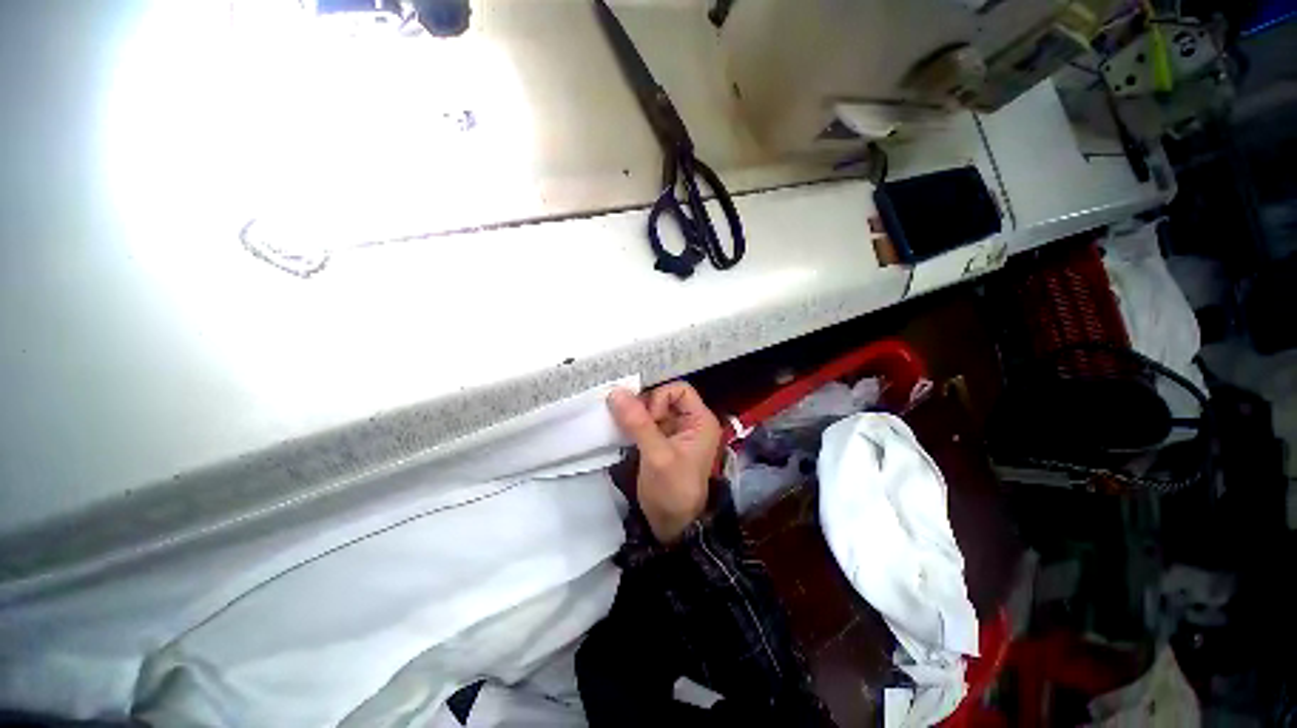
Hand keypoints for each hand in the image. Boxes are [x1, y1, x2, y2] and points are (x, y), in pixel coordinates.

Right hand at [608, 382, 721, 544]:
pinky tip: (622, 433)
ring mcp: (675, 432)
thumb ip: (638, 423)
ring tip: (623, 429)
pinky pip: (645, 422)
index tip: (648, 420)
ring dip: (635, 415)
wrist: (672, 526)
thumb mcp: (657, 456)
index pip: (679, 389)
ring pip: (652, 409)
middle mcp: (690, 421)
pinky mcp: (661, 441)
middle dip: (644, 407)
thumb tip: (615, 392)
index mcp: (700, 420)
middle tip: (630, 425)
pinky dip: (633, 425)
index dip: (660, 399)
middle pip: (663, 397)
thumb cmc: (673, 491)